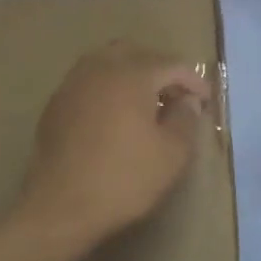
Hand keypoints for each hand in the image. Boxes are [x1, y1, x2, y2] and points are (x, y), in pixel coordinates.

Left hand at [18, 41, 212, 247]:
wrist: (61, 206)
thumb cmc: (124, 179)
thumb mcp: (172, 154)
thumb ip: (185, 119)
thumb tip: (188, 101)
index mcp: (132, 75)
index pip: (171, 64)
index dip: (193, 81)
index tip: (205, 101)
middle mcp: (99, 69)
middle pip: (135, 54)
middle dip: (158, 70)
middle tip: (174, 97)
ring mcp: (72, 85)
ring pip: (105, 64)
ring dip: (129, 76)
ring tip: (144, 105)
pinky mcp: (55, 106)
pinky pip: (87, 84)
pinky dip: (105, 91)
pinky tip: (112, 118)